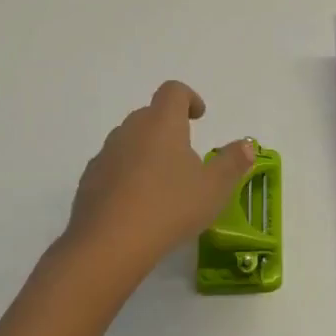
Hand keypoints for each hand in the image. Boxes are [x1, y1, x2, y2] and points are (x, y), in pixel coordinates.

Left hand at [63, 81, 255, 278]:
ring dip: (147, 152)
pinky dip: (127, 176)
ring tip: (163, 184)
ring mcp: (105, 155)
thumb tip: (246, 145)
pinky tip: (138, 205)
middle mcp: (130, 130)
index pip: (173, 91)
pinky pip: (113, 167)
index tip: (200, 117)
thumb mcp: (214, 188)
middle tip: (186, 155)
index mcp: (162, 123)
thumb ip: (232, 163)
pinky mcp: (89, 181)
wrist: (109, 244)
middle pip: (149, 115)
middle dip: (168, 128)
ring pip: (129, 141)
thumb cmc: (170, 207)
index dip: (188, 98)